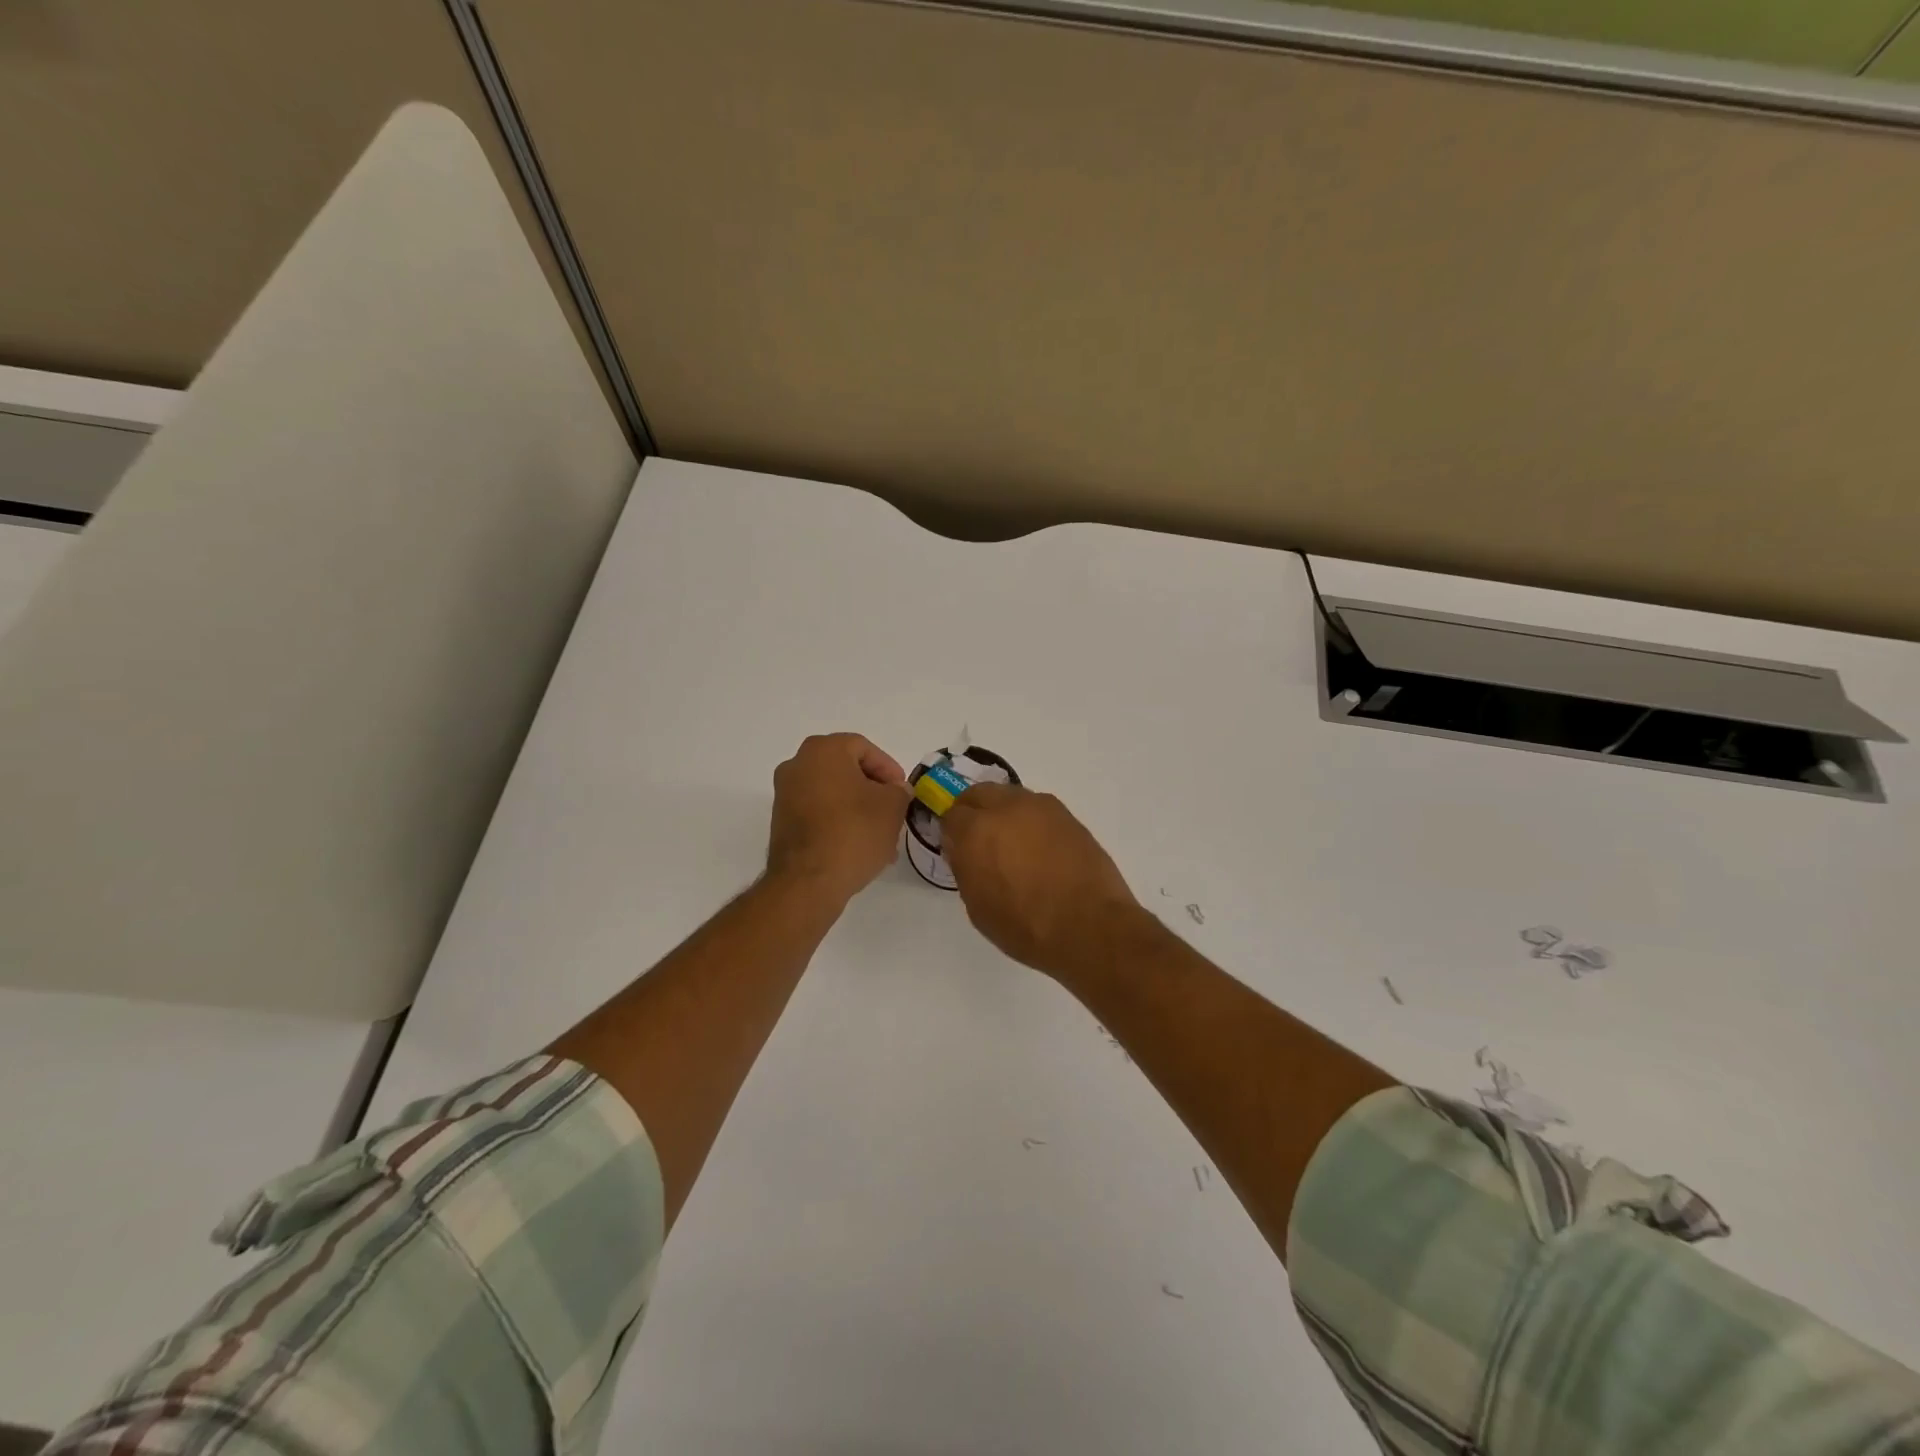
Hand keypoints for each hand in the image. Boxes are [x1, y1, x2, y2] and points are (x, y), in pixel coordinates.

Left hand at [766, 733, 910, 904]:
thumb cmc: (854, 832)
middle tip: (894, 811)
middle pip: (846, 770)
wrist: (808, 882)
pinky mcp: (781, 822)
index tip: (902, 792)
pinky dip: (839, 823)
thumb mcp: (892, 807)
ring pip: (833, 794)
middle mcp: (797, 765)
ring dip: (858, 810)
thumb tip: (895, 790)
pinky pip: (818, 813)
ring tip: (881, 836)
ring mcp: (785, 794)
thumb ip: (899, 791)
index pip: (863, 748)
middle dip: (874, 791)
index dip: (889, 768)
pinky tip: (859, 847)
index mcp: (823, 751)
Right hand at [941, 783, 1149, 979]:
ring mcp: (1040, 807)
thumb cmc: (1025, 926)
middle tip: (980, 841)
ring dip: (1004, 814)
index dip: (952, 834)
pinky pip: (1038, 809)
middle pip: (979, 794)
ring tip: (1014, 845)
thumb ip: (966, 869)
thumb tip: (965, 852)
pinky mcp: (1067, 815)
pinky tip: (1039, 849)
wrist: (1089, 926)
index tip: (958, 851)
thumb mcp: (978, 907)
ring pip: (1010, 797)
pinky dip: (1031, 822)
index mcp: (976, 831)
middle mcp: (1006, 808)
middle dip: (974, 812)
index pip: (951, 816)